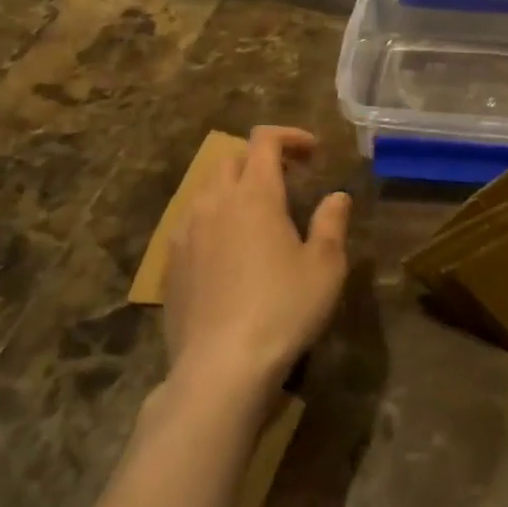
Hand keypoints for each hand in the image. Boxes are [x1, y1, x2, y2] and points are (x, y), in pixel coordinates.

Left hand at [165, 126, 350, 399]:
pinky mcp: (170, 265)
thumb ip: (332, 222)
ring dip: (233, 188)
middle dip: (260, 160)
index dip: (289, 136)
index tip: (312, 153)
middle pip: (231, 159)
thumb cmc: (282, 309)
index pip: (264, 140)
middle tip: (287, 181)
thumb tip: (337, 196)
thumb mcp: (325, 266)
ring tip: (256, 215)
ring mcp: (186, 233)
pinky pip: (190, 223)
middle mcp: (215, 203)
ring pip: (206, 189)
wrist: (220, 370)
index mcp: (254, 194)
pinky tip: (227, 251)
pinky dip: (213, 219)